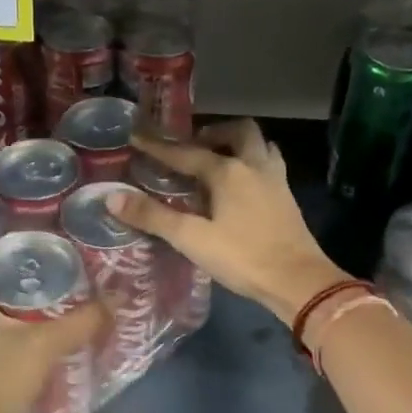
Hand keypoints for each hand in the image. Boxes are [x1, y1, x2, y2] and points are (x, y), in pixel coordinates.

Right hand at [109, 121, 350, 325]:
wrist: (298, 280)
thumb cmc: (243, 258)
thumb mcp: (193, 240)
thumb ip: (154, 217)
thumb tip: (112, 197)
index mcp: (228, 171)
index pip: (186, 153)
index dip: (159, 147)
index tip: (137, 136)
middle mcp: (255, 166)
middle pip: (238, 132)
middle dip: (213, 132)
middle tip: (194, 145)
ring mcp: (276, 180)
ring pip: (259, 145)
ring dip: (238, 144)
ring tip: (219, 160)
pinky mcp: (287, 198)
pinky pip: (269, 165)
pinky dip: (253, 163)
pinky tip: (243, 185)